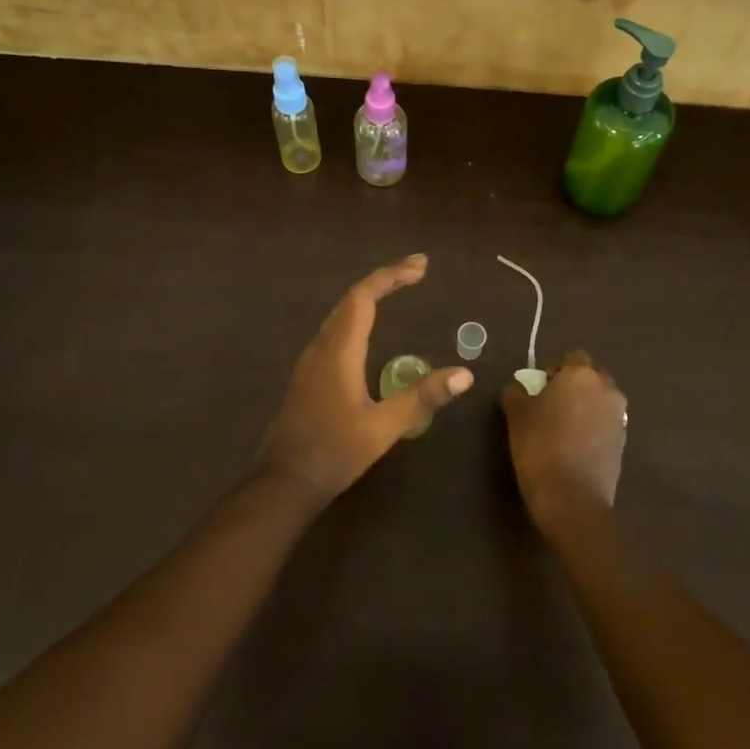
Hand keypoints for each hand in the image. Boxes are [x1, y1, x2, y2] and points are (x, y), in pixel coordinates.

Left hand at [259, 255, 473, 503]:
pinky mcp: (307, 375)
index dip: (391, 276)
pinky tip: (368, 330)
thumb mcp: (384, 426)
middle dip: (384, 280)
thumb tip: (465, 374)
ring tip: (397, 290)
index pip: (364, 297)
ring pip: (340, 314)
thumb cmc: (335, 452)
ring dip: (368, 297)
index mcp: (338, 351)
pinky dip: (357, 316)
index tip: (421, 266)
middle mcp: (321, 346)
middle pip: (351, 300)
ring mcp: (310, 360)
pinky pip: (334, 330)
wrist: (284, 482)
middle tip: (417, 271)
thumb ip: (422, 397)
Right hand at [502, 350, 626, 530]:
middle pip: (590, 378)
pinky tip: (575, 447)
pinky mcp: (623, 443)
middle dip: (573, 387)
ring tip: (563, 429)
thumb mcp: (516, 414)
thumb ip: (517, 391)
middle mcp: (607, 389)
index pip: (572, 358)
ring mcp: (619, 417)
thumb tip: (521, 386)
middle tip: (550, 407)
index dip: (554, 371)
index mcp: (582, 375)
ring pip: (600, 401)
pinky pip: (605, 424)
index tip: (539, 390)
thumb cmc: (540, 446)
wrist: (572, 498)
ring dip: (585, 407)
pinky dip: (593, 428)